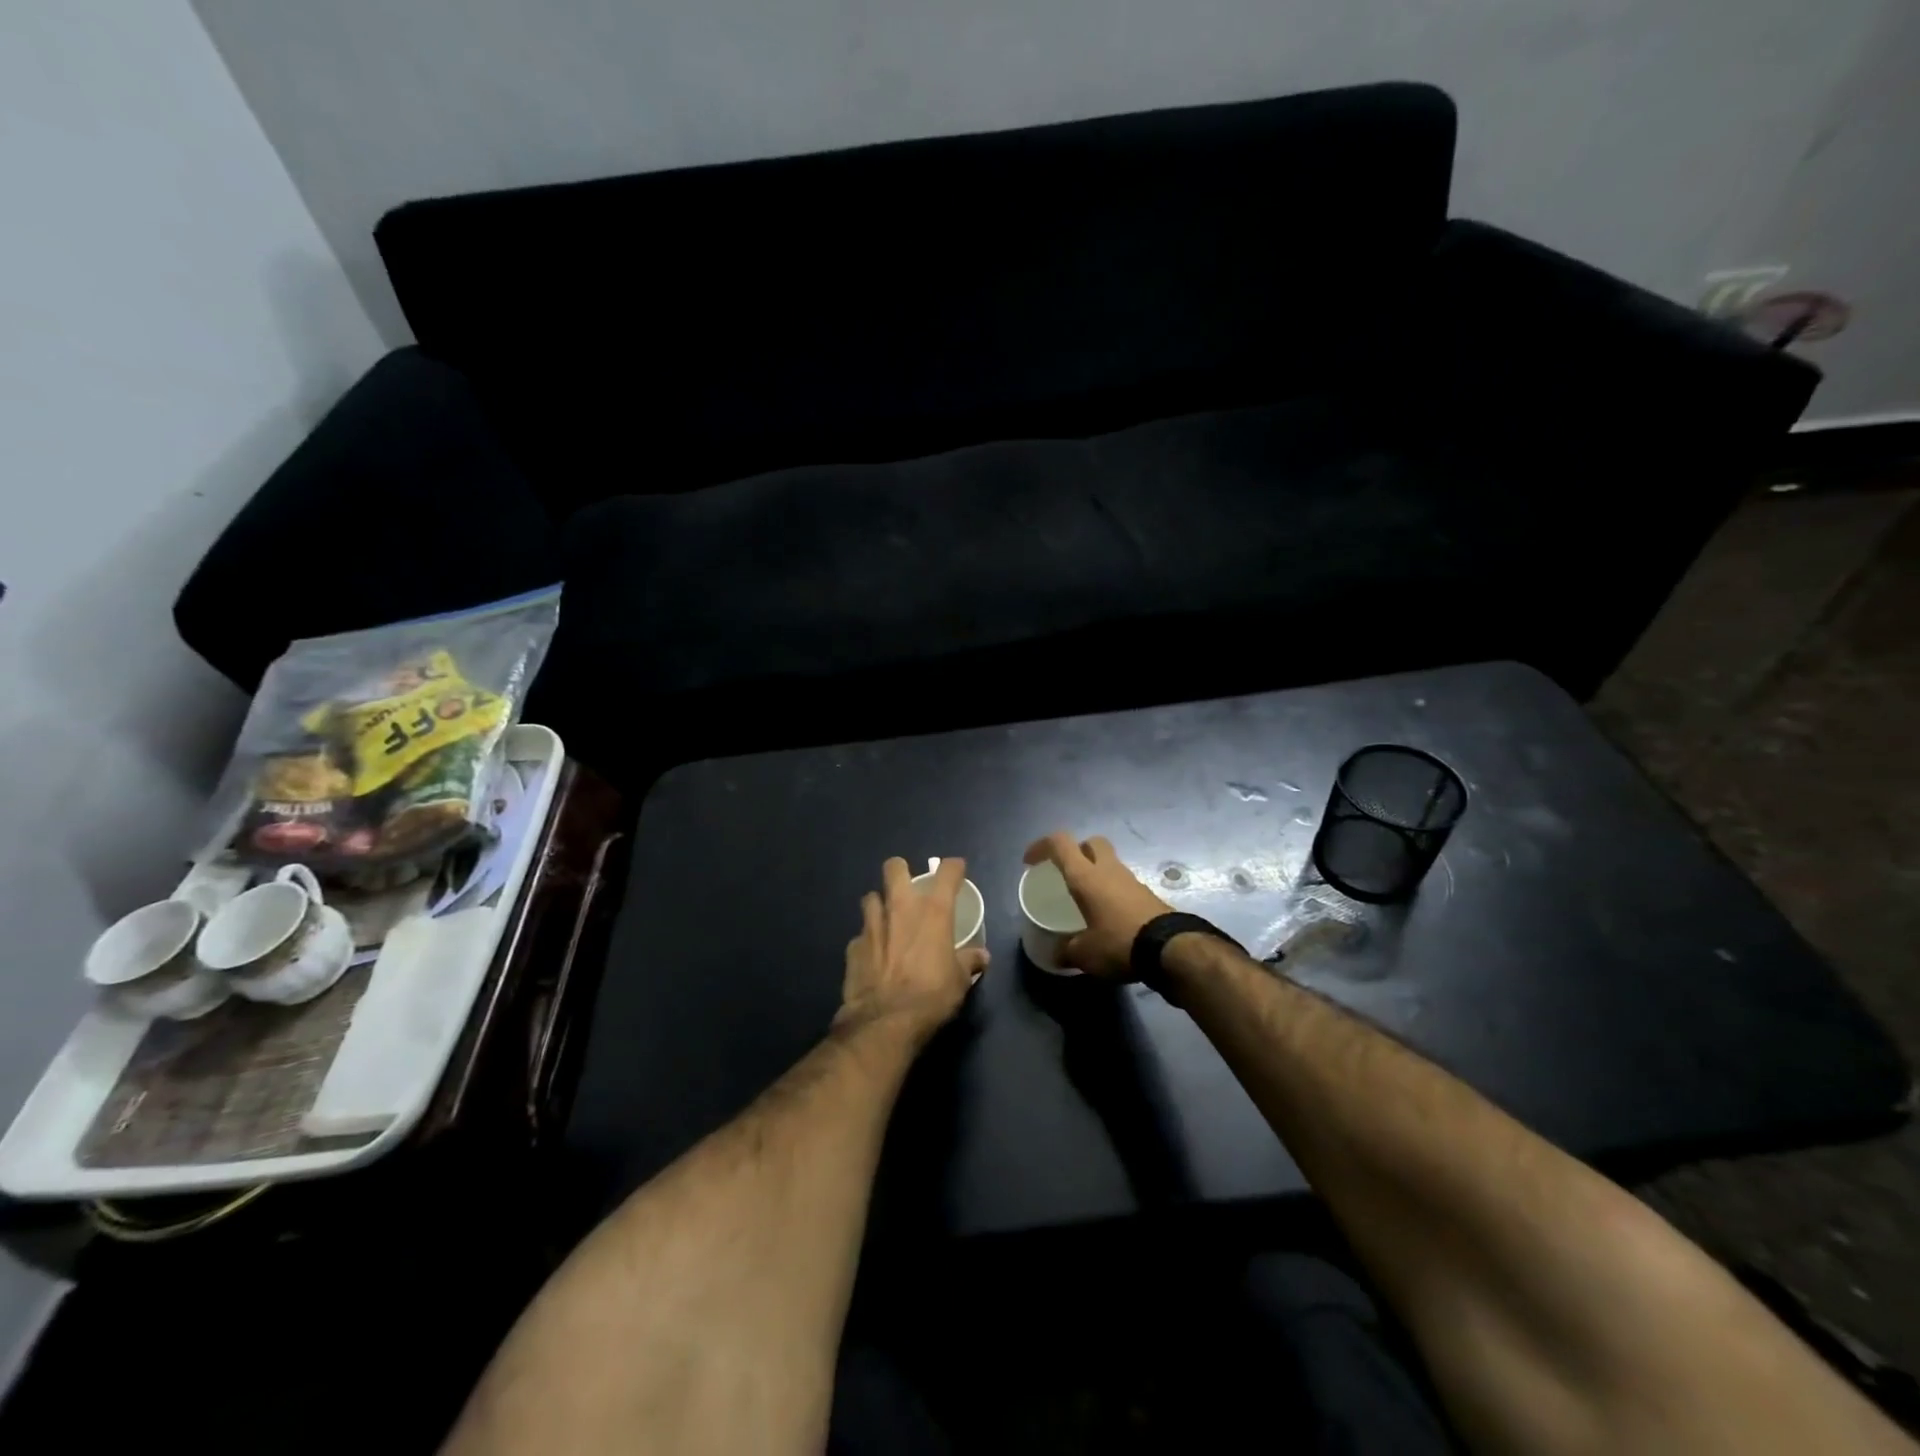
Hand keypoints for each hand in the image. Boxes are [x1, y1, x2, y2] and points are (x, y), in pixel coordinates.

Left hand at [837, 856, 989, 1038]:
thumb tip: (982, 957)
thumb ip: (969, 962)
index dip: (954, 867)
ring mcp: (872, 925)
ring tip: (887, 920)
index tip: (957, 871)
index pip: (948, 872)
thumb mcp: (960, 981)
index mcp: (933, 912)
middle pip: (894, 868)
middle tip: (909, 888)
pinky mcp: (853, 947)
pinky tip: (873, 956)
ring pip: (870, 897)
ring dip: (879, 905)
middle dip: (901, 871)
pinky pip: (860, 935)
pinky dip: (867, 941)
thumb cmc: (931, 996)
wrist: (885, 1022)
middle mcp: (901, 908)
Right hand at [1022, 832, 1173, 978]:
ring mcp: (1131, 880)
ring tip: (1086, 898)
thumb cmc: (1119, 943)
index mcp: (1085, 876)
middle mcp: (1108, 870)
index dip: (1041, 846)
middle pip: (1090, 843)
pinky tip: (1108, 914)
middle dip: (1076, 851)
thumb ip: (1067, 950)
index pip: (1060, 843)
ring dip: (1096, 872)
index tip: (1031, 862)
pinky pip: (1123, 883)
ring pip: (1109, 862)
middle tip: (1066, 872)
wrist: (1171, 949)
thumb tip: (1056, 954)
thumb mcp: (1085, 954)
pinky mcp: (1147, 894)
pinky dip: (1112, 891)